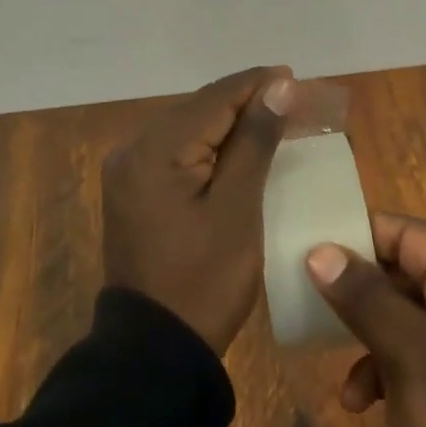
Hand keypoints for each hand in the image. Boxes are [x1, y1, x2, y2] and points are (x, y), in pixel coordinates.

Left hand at [102, 66, 295, 354]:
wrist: (155, 350)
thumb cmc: (204, 281)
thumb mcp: (238, 208)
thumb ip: (255, 140)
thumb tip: (279, 85)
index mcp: (154, 150)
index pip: (214, 99)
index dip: (257, 84)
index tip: (296, 76)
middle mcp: (133, 149)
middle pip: (199, 109)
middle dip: (246, 101)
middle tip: (293, 98)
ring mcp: (128, 171)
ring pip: (189, 128)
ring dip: (230, 122)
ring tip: (275, 116)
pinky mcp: (134, 190)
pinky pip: (177, 152)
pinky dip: (210, 145)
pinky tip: (240, 147)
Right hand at [305, 213, 425, 426]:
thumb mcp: (411, 357)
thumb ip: (364, 297)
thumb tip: (318, 251)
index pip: (403, 232)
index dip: (355, 240)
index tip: (308, 257)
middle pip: (401, 270)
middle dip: (357, 296)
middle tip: (312, 309)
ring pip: (403, 312)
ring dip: (367, 338)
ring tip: (343, 376)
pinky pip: (415, 349)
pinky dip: (386, 367)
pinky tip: (362, 403)